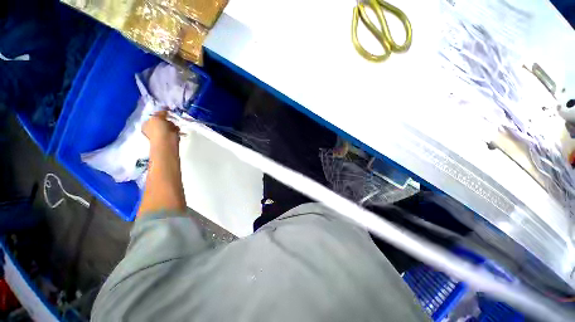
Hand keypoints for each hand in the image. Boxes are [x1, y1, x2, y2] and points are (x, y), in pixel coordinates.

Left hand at [142, 110, 179, 145]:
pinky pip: (174, 130)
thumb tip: (164, 110)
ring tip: (173, 127)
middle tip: (169, 120)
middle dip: (167, 120)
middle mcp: (153, 128)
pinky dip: (176, 130)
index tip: (165, 112)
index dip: (159, 114)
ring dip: (172, 125)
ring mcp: (161, 133)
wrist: (166, 142)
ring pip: (169, 125)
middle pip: (162, 120)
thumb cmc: (159, 129)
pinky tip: (176, 131)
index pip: (152, 116)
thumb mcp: (157, 117)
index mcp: (146, 124)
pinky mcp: (170, 136)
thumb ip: (161, 112)